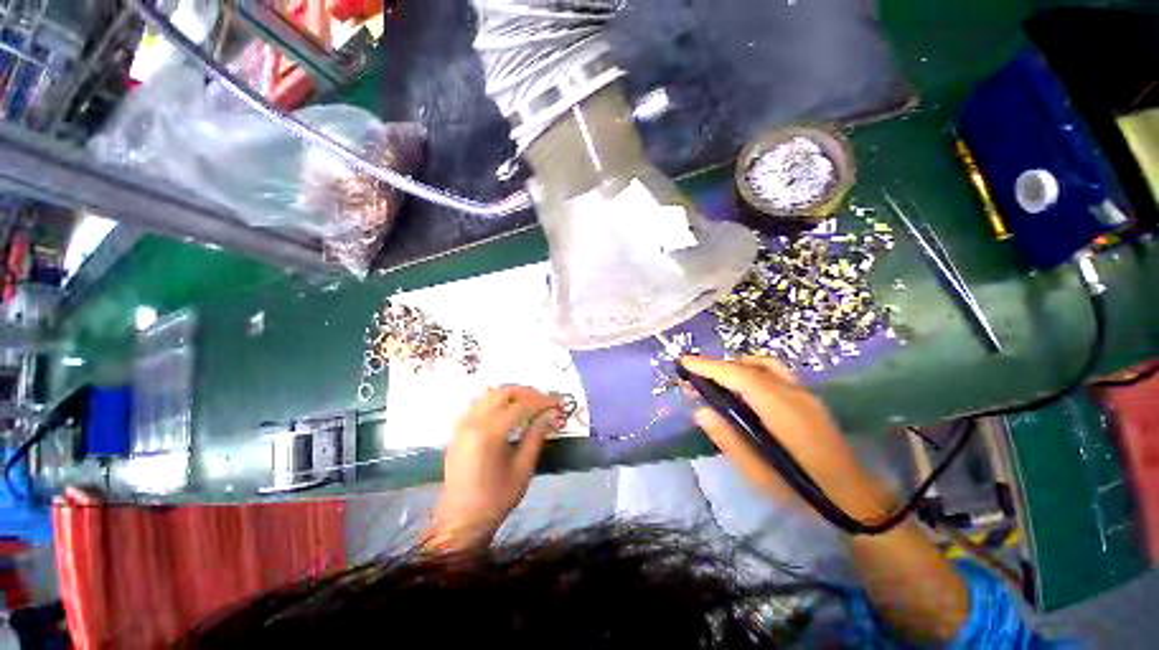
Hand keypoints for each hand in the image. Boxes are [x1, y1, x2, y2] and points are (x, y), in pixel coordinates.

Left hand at [426, 385, 564, 551]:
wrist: (460, 522)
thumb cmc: (496, 499)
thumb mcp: (523, 469)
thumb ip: (536, 437)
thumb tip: (552, 415)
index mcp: (489, 433)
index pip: (520, 406)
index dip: (542, 402)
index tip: (559, 403)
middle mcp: (472, 422)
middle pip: (503, 392)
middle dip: (527, 393)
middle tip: (545, 401)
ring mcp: (462, 424)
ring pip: (489, 394)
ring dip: (511, 394)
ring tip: (529, 404)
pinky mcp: (458, 430)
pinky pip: (479, 404)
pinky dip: (496, 401)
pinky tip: (508, 412)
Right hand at [681, 355, 892, 521]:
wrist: (855, 497)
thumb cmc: (803, 491)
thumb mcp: (759, 474)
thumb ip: (728, 439)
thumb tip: (700, 411)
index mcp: (783, 413)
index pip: (741, 378)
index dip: (710, 367)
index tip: (684, 362)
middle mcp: (796, 394)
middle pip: (750, 366)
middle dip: (718, 366)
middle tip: (693, 377)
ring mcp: (806, 393)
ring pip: (764, 364)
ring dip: (735, 365)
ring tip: (715, 380)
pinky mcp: (809, 396)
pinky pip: (774, 371)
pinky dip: (751, 369)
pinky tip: (741, 387)